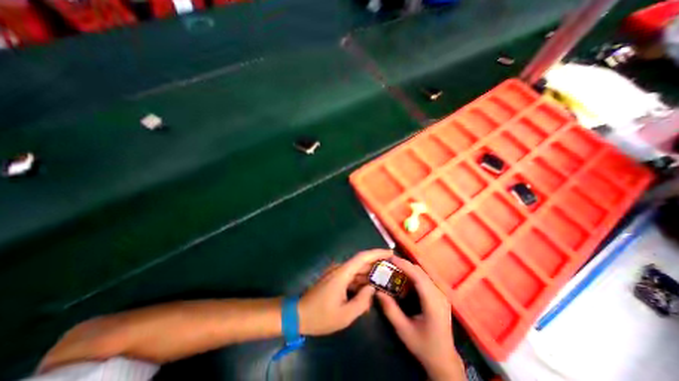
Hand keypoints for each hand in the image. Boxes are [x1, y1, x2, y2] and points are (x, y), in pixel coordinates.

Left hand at [297, 250, 392, 335]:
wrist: (298, 315)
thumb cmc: (321, 316)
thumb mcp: (345, 315)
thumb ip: (362, 301)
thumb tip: (372, 288)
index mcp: (342, 273)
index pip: (362, 257)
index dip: (377, 253)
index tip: (390, 253)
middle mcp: (340, 269)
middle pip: (361, 262)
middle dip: (376, 264)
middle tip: (391, 269)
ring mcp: (336, 273)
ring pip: (356, 270)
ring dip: (369, 274)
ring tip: (384, 279)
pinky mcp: (334, 279)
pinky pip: (351, 277)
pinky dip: (360, 281)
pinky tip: (368, 289)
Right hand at [376, 257, 466, 380]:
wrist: (444, 360)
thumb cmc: (424, 346)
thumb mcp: (403, 330)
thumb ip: (390, 309)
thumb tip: (377, 291)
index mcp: (433, 302)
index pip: (418, 276)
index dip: (404, 265)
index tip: (390, 258)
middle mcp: (439, 294)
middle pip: (420, 272)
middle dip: (404, 265)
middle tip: (388, 263)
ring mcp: (441, 294)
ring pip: (423, 274)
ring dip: (408, 269)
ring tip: (394, 269)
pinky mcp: (439, 295)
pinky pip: (425, 279)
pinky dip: (413, 276)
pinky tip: (404, 280)